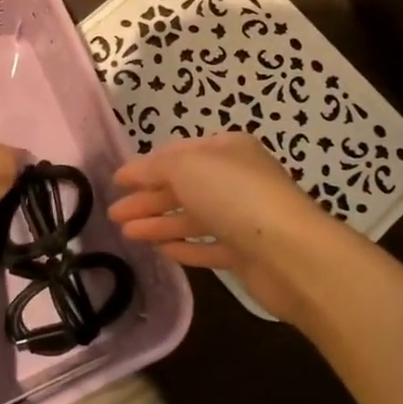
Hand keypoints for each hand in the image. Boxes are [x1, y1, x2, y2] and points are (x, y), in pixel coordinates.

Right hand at [109, 133, 326, 321]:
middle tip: (113, 214)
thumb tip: (133, 172)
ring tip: (126, 234)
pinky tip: (160, 250)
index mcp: (227, 150)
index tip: (117, 181)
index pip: (178, 153)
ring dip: (159, 224)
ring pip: (192, 218)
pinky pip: (207, 246)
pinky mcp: (245, 253)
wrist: (289, 252)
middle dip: (148, 198)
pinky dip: (183, 247)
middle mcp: (236, 180)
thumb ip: (155, 167)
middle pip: (183, 187)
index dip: (146, 166)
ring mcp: (242, 218)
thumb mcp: (186, 166)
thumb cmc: (234, 196)